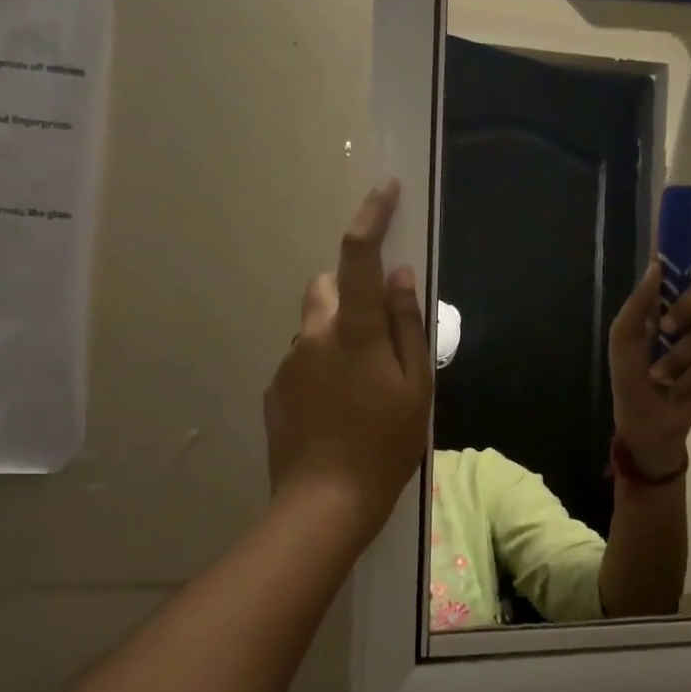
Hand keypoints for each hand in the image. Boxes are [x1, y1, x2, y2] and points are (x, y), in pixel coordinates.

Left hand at [264, 181, 432, 549]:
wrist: (325, 503)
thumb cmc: (386, 444)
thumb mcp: (416, 386)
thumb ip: (406, 325)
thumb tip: (400, 274)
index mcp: (354, 331)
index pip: (359, 257)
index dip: (371, 216)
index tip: (384, 188)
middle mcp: (313, 335)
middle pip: (328, 287)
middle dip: (351, 293)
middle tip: (378, 336)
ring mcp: (288, 362)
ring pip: (315, 325)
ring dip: (337, 335)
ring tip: (361, 386)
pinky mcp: (275, 388)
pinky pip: (302, 358)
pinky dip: (321, 366)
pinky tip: (337, 408)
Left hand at [607, 262, 690, 478]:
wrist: (644, 422)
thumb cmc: (629, 378)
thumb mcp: (623, 340)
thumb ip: (638, 304)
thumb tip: (656, 266)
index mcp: (665, 308)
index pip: (679, 273)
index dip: (682, 251)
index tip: (681, 229)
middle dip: (688, 308)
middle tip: (667, 328)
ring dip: (677, 360)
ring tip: (659, 379)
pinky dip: (688, 382)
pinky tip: (676, 393)